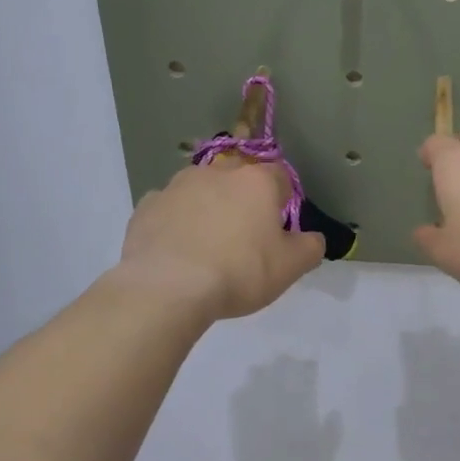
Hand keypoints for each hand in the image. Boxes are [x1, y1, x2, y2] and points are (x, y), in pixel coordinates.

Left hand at [117, 159, 323, 319]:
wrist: (167, 288)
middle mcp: (216, 173)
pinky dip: (176, 223)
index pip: (280, 176)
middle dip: (243, 199)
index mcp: (256, 182)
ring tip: (207, 245)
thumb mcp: (290, 268)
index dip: (283, 200)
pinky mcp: (146, 206)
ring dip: (207, 208)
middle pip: (237, 178)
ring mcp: (176, 186)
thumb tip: (313, 238)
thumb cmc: (239, 272)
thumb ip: (310, 248)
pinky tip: (177, 251)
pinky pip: (169, 209)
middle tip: (244, 236)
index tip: (279, 227)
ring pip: (200, 190)